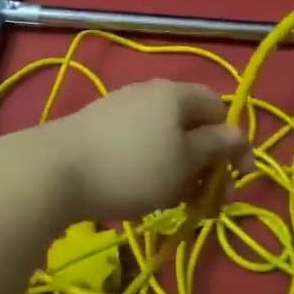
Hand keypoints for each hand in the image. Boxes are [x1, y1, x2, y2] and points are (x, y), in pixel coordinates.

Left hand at [40, 81, 248, 222]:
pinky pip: (138, 145)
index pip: (219, 108)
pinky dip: (149, 167)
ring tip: (170, 201)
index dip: (234, 142)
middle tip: (203, 199)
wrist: (55, 170)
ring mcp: (120, 108)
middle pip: (191, 124)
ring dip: (177, 169)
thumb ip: (216, 146)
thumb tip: (239, 134)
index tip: (238, 178)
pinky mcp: (98, 128)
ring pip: (164, 138)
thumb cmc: (132, 167)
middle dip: (204, 162)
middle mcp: (149, 92)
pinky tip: (138, 193)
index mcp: (176, 94)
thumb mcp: (185, 162)